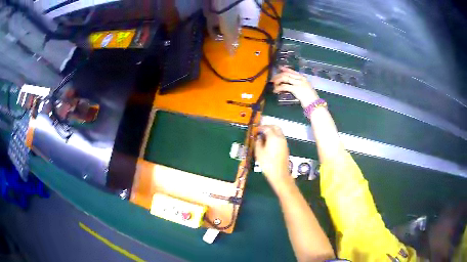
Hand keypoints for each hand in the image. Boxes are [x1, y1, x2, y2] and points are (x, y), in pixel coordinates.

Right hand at [254, 125, 290, 187]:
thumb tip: (258, 138)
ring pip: (279, 132)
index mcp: (274, 137)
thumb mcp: (259, 152)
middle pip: (275, 127)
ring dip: (272, 131)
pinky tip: (269, 143)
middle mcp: (280, 138)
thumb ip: (258, 142)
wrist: (279, 174)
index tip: (255, 130)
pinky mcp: (285, 147)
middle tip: (261, 130)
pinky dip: (275, 137)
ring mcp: (284, 143)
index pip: (267, 128)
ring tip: (264, 137)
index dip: (260, 127)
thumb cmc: (267, 164)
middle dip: (268, 127)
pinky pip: (280, 138)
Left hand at [271, 66, 318, 106]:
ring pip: (285, 78)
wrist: (314, 104)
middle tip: (273, 79)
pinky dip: (278, 88)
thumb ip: (301, 85)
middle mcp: (300, 79)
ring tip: (273, 84)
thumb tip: (293, 85)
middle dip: (278, 76)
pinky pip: (284, 86)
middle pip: (287, 74)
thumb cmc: (311, 98)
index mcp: (303, 78)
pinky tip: (275, 90)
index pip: (293, 71)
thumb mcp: (307, 88)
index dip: (286, 69)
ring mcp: (298, 83)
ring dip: (277, 80)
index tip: (280, 67)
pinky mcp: (295, 89)